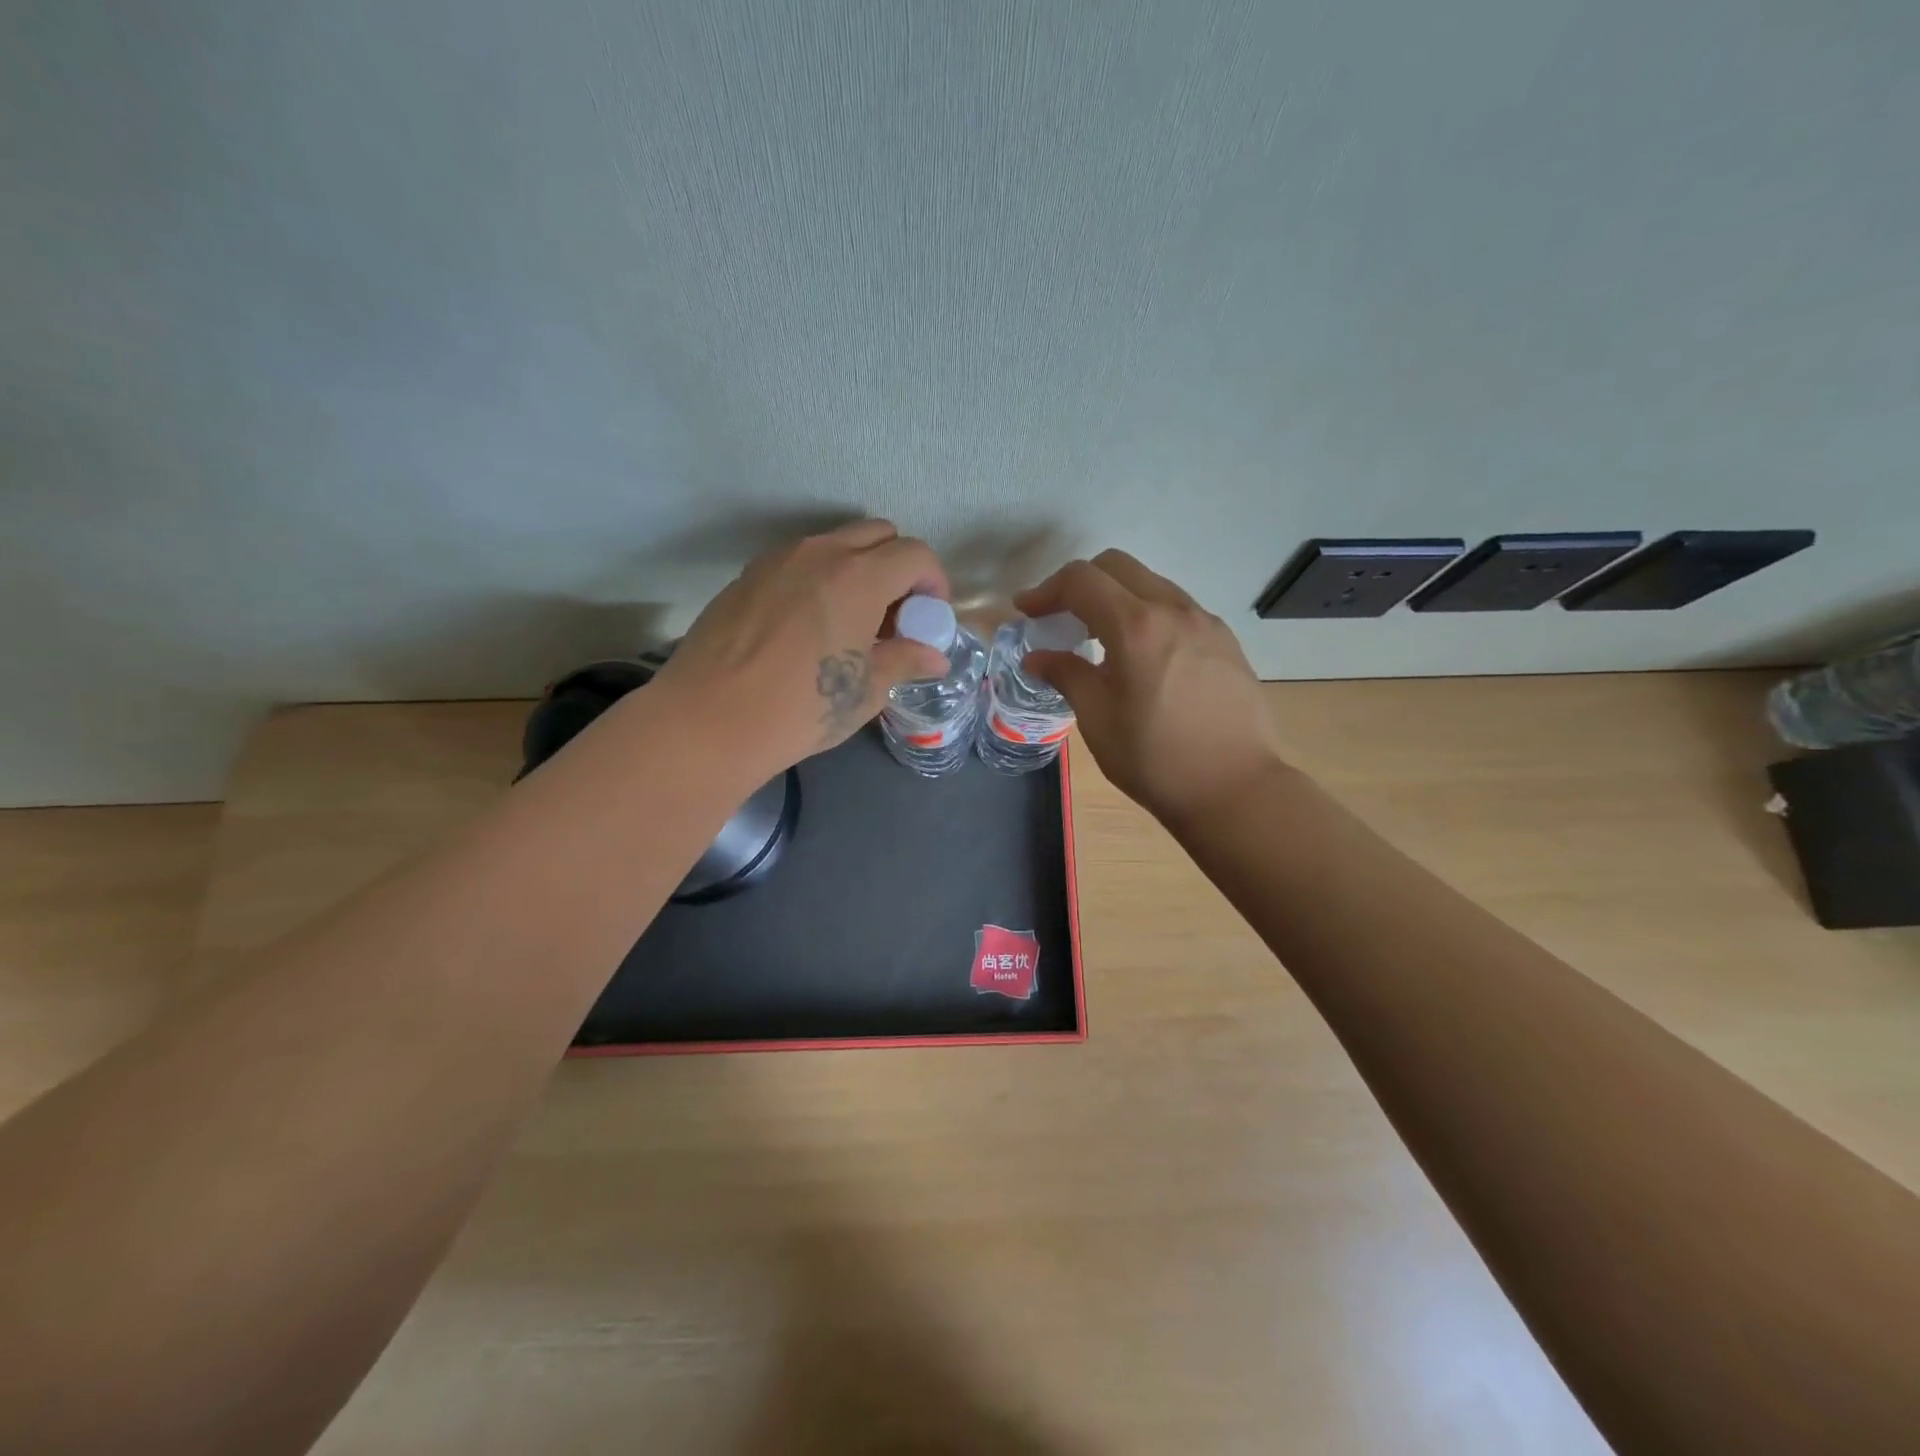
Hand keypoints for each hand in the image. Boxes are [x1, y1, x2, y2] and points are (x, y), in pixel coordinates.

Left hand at [650, 520, 950, 775]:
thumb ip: (905, 661)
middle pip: (878, 534)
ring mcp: (778, 559)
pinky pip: (799, 562)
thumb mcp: (866, 690)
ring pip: (835, 544)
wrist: (709, 720)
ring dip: (858, 570)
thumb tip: (935, 657)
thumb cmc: (802, 708)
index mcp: (859, 576)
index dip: (934, 582)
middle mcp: (820, 553)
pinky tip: (810, 627)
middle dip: (899, 567)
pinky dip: (820, 579)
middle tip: (896, 615)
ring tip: (853, 622)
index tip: (930, 617)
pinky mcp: (748, 576)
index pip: (915, 554)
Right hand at [1016, 550, 1284, 827]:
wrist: (1236, 790)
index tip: (1026, 612)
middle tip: (1060, 618)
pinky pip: (1177, 609)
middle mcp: (1174, 610)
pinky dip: (1147, 615)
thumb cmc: (1155, 759)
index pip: (1081, 580)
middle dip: (1080, 583)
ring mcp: (1206, 622)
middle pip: (1118, 566)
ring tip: (1099, 638)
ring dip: (1116, 597)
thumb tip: (1037, 657)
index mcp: (1136, 626)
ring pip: (1151, 584)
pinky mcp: (1226, 642)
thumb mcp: (1098, 719)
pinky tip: (1142, 656)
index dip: (1046, 590)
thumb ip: (1066, 675)